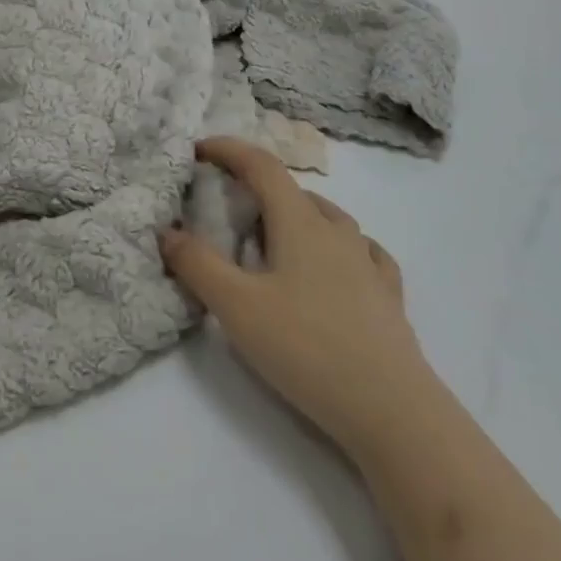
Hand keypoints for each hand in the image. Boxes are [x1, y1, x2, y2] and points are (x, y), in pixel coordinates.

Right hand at [161, 137, 429, 454]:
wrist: (393, 411)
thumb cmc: (307, 349)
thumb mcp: (237, 307)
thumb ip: (197, 265)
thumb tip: (167, 231)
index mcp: (299, 222)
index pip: (261, 166)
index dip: (229, 150)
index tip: (199, 150)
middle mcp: (336, 231)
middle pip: (293, 190)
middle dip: (256, 186)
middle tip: (226, 207)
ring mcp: (367, 262)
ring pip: (328, 217)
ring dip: (294, 213)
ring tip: (273, 237)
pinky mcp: (388, 296)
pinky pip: (361, 251)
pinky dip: (337, 244)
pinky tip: (336, 263)